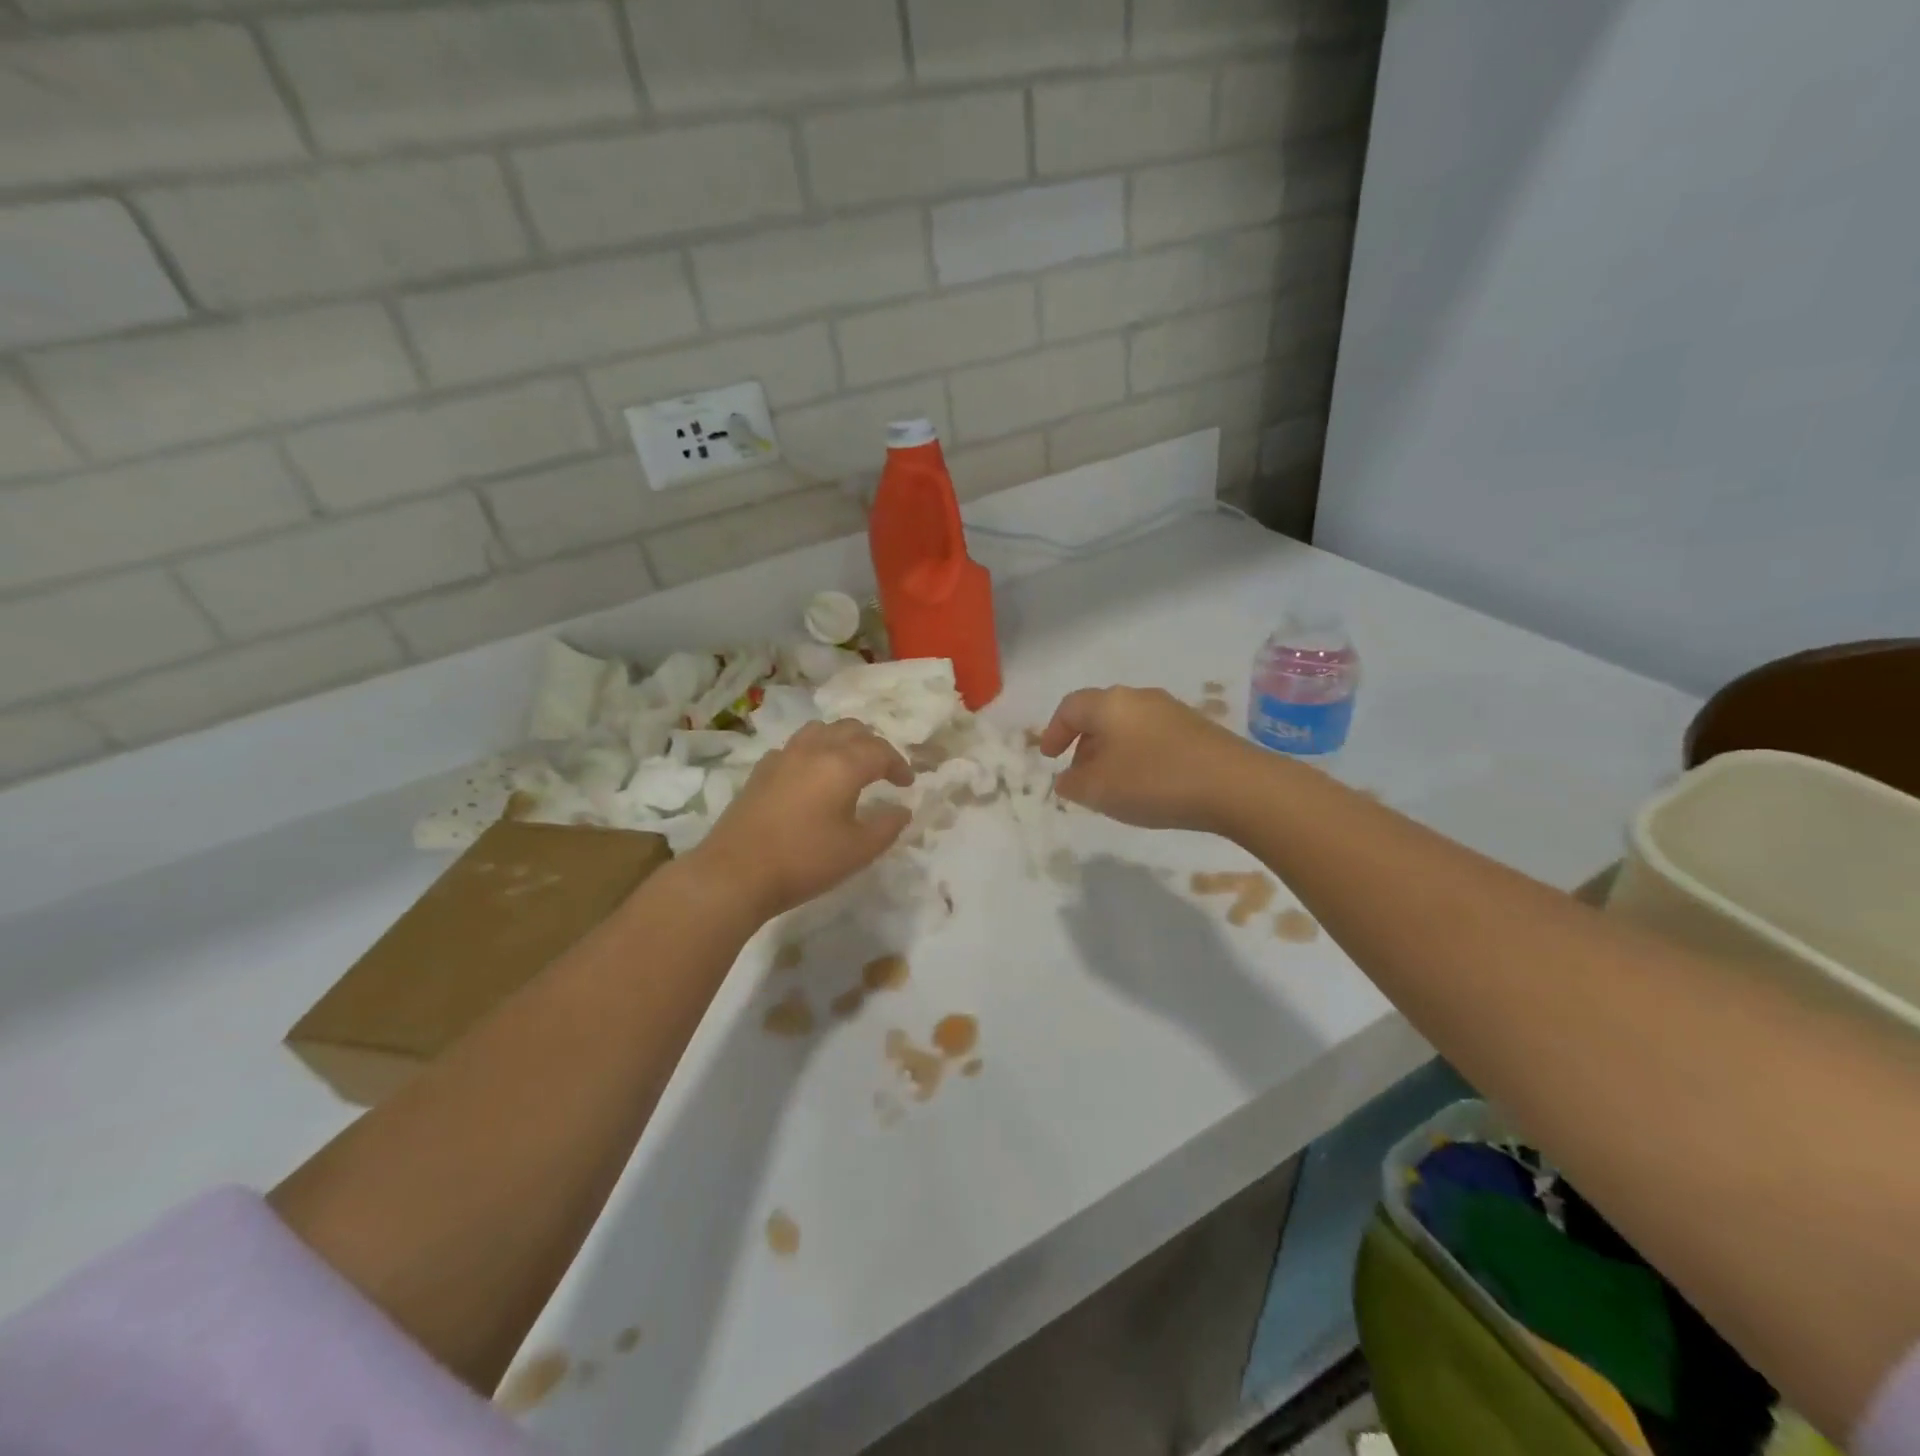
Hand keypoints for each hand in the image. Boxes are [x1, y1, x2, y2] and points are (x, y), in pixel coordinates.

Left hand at [686, 719, 913, 920]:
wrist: (735, 873)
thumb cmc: (804, 861)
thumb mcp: (858, 851)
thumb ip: (887, 826)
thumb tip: (902, 810)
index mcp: (842, 764)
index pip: (880, 751)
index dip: (899, 765)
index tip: (908, 784)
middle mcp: (814, 750)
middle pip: (851, 730)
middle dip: (873, 745)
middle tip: (883, 770)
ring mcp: (783, 756)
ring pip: (821, 730)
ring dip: (842, 741)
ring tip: (850, 765)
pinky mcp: (761, 770)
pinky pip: (796, 746)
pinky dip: (814, 752)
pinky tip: (812, 777)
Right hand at [1039, 686, 1251, 831]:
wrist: (1235, 786)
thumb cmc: (1154, 781)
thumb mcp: (1099, 790)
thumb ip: (1073, 783)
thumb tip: (1066, 778)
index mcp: (1110, 704)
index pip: (1070, 707)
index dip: (1054, 731)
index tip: (1048, 757)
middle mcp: (1139, 698)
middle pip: (1100, 714)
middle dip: (1083, 743)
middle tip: (1078, 774)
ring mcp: (1172, 711)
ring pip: (1128, 726)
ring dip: (1111, 752)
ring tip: (1111, 784)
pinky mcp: (1197, 730)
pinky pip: (1152, 738)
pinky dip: (1138, 756)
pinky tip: (1146, 785)